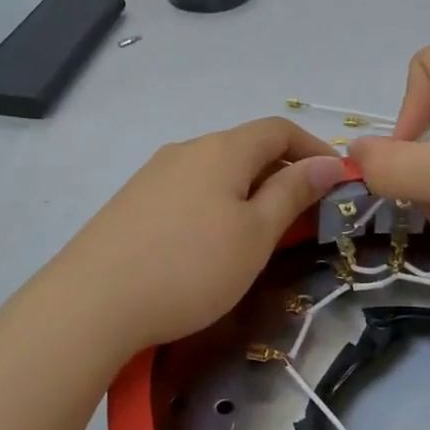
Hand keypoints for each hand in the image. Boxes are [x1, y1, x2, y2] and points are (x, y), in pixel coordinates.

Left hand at [47, 118, 347, 357]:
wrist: (93, 301)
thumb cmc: (190, 267)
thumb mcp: (255, 234)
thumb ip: (293, 193)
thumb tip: (329, 162)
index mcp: (222, 149)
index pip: (278, 129)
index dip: (313, 148)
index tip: (336, 181)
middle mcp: (187, 149)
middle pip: (246, 147)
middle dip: (282, 173)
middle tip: (302, 217)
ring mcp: (154, 174)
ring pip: (216, 171)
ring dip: (248, 191)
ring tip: (259, 234)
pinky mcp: (133, 202)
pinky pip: (189, 190)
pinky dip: (216, 204)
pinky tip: (209, 243)